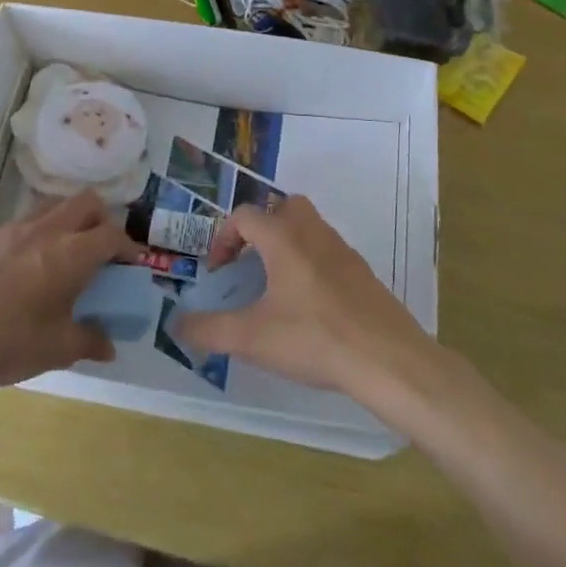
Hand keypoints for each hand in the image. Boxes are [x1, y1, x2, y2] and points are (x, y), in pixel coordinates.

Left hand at [0, 191, 135, 398]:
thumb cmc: (7, 345)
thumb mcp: (57, 350)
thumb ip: (90, 341)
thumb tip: (109, 346)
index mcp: (69, 254)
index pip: (112, 235)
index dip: (128, 246)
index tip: (132, 263)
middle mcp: (44, 231)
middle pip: (85, 202)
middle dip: (102, 220)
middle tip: (101, 250)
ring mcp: (10, 230)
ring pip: (51, 207)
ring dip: (67, 222)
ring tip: (63, 255)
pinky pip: (19, 225)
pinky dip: (33, 237)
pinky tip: (21, 270)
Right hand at [178, 196, 435, 400]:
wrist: (388, 360)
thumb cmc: (314, 339)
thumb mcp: (251, 338)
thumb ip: (209, 329)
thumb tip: (177, 324)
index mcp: (284, 239)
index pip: (245, 215)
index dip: (223, 238)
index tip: (219, 272)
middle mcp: (314, 234)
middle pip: (284, 207)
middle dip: (262, 227)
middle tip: (251, 263)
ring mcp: (344, 252)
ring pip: (310, 228)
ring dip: (288, 244)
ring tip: (276, 286)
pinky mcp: (364, 274)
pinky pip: (330, 253)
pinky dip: (312, 265)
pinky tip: (309, 306)